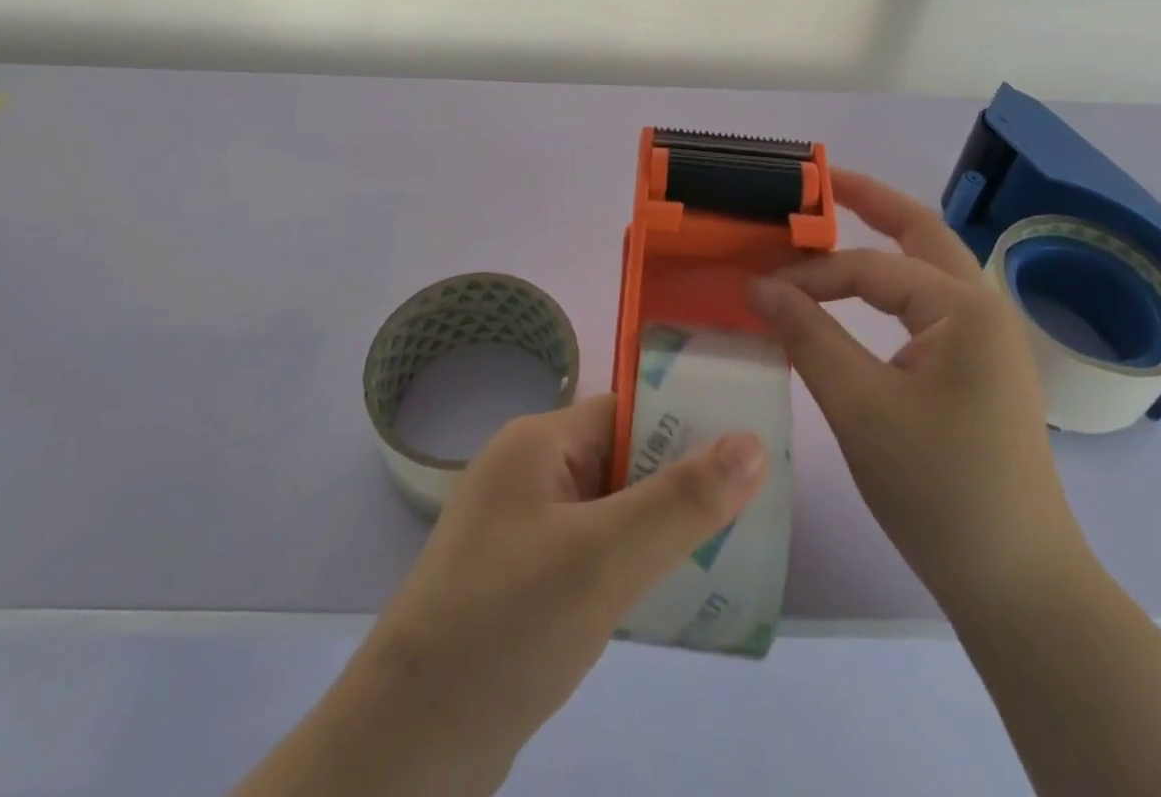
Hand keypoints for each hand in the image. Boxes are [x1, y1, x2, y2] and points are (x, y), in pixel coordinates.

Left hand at [237, 395, 766, 796]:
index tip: (748, 450)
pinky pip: (590, 551)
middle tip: (750, 508)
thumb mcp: (605, 558)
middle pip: (620, 458)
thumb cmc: (508, 626)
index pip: (626, 411)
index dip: (685, 425)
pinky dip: (629, 563)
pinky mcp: (520, 579)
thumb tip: (753, 442)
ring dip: (657, 526)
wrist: (406, 749)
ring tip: (725, 550)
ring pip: (609, 508)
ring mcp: (520, 528)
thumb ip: (682, 501)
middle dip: (679, 481)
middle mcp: (527, 472)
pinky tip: (668, 594)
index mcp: (537, 442)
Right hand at [747, 168, 1088, 618]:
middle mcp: (983, 307)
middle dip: (869, 201)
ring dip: (882, 241)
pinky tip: (861, 295)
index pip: (869, 267)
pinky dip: (890, 287)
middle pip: (921, 232)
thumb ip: (808, 335)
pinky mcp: (980, 368)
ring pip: (928, 267)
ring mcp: (988, 339)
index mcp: (963, 307)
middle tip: (818, 182)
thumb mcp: (860, 406)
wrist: (1018, 586)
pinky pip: (928, 306)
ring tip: (833, 223)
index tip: (756, 289)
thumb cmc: (938, 489)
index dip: (809, 273)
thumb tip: (758, 286)